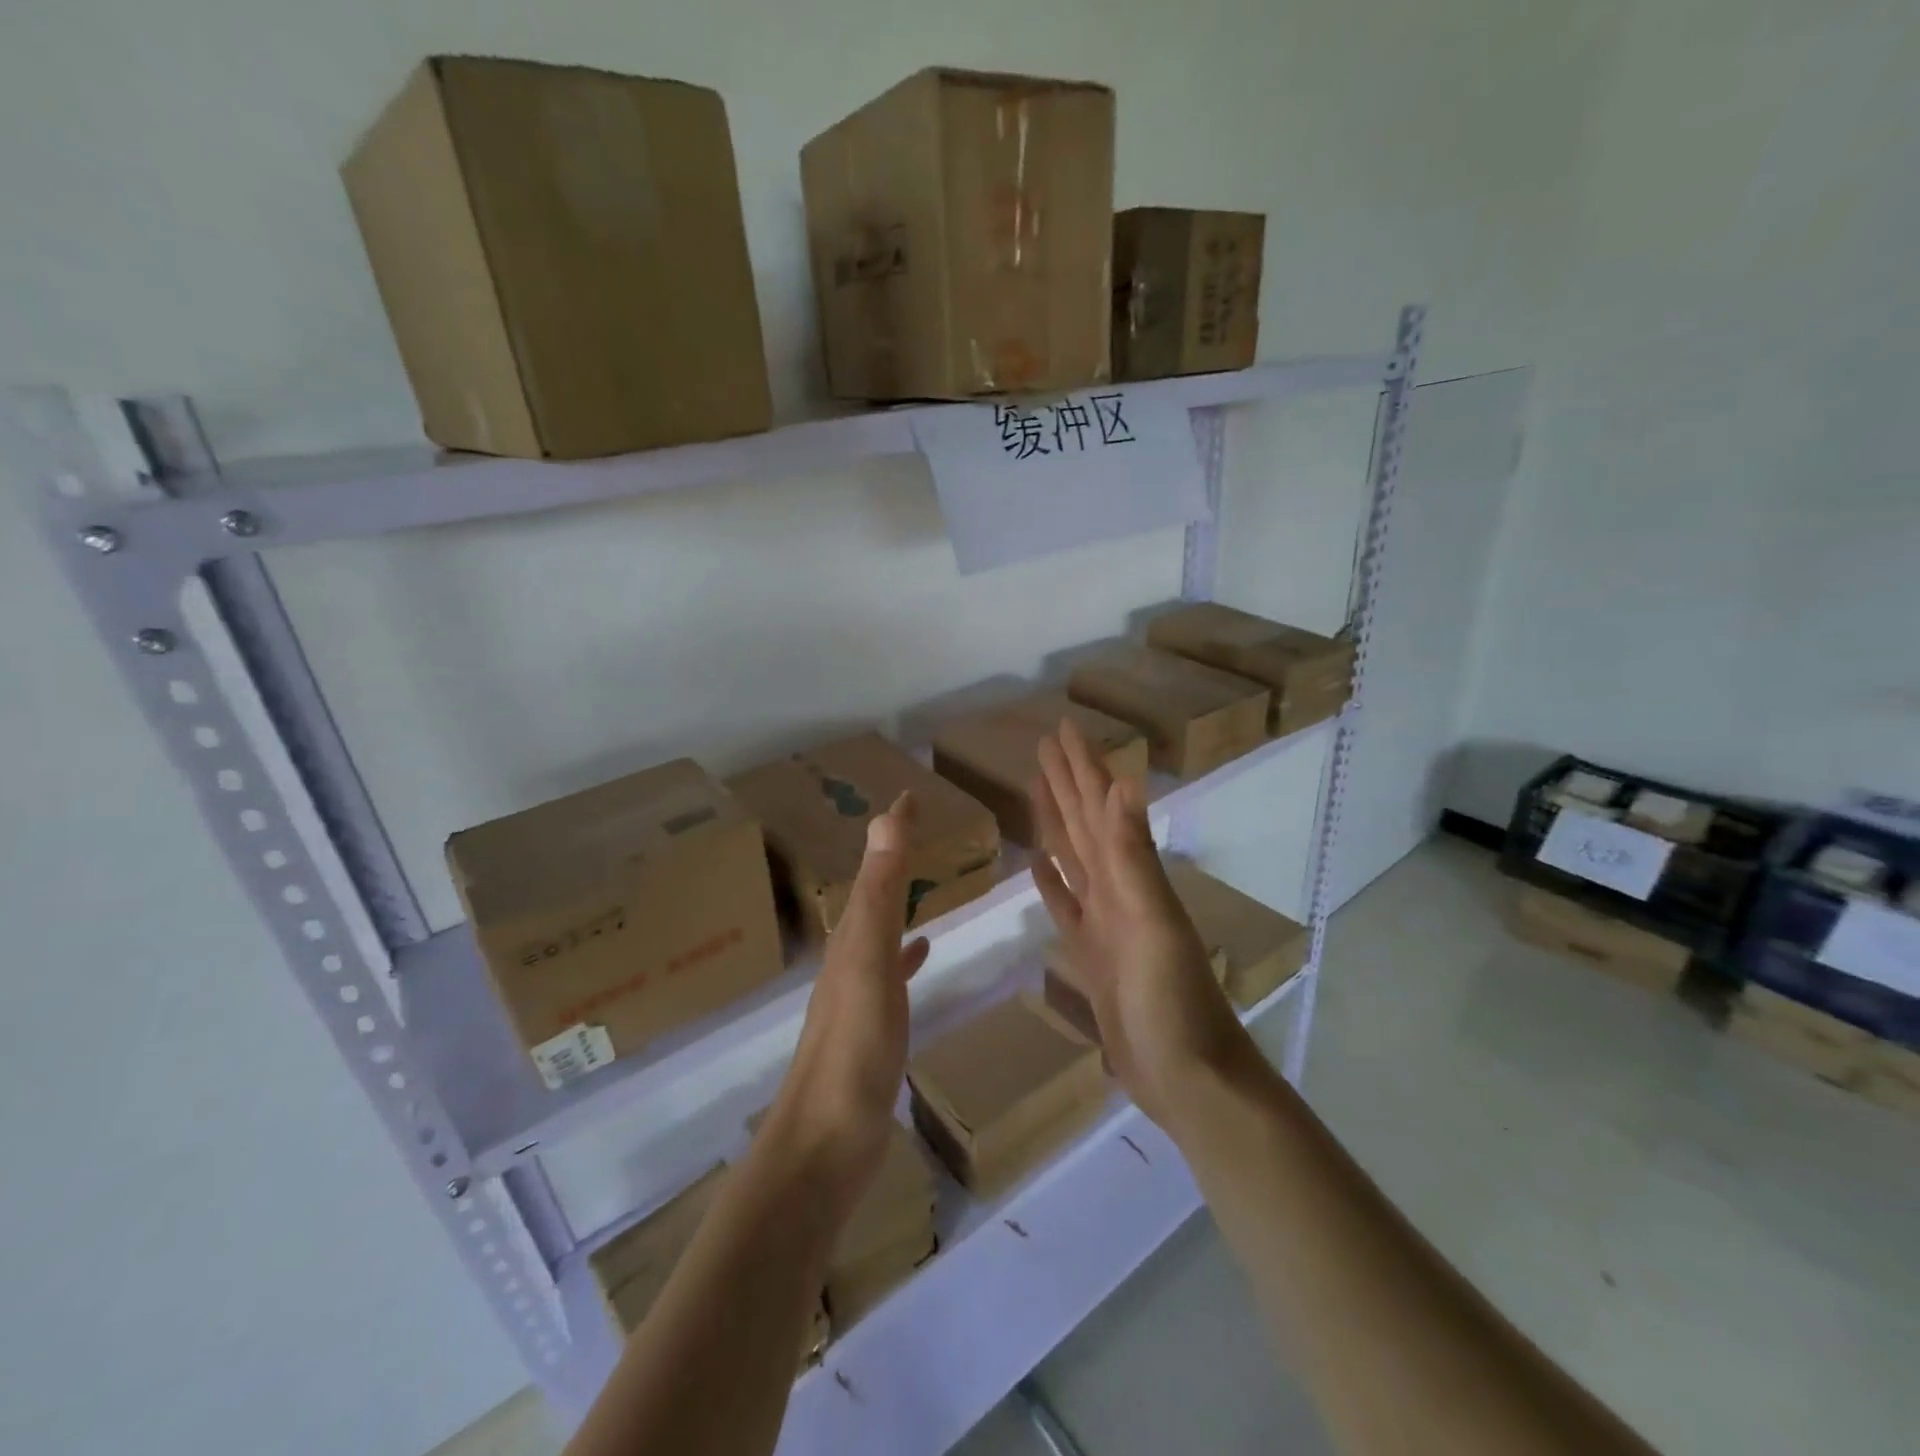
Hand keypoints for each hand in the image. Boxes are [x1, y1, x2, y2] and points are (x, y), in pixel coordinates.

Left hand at [766, 793, 929, 1211]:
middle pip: (872, 892)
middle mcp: (849, 956)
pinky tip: (920, 951)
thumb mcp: (869, 960)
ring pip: (880, 928)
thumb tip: (884, 815)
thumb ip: (879, 892)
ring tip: (923, 879)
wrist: (826, 1143)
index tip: (911, 793)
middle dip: (892, 857)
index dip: (891, 829)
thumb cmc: (854, 1047)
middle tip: (920, 828)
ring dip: (897, 899)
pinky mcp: (871, 1027)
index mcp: (850, 936)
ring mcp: (858, 994)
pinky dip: (905, 952)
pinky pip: (891, 971)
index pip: (873, 867)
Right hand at [1031, 720, 1251, 1127]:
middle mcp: (1117, 890)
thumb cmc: (1171, 1001)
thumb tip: (1123, 783)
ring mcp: (1104, 922)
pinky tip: (1038, 866)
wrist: (1188, 1077)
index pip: (1098, 808)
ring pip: (1074, 858)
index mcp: (1130, 877)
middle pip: (1084, 825)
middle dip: (1066, 783)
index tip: (1061, 729)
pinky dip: (1052, 882)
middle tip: (1043, 746)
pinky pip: (1065, 905)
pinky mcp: (1090, 955)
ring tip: (1038, 792)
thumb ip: (1132, 856)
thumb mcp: (1151, 923)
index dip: (1081, 767)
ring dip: (1057, 823)